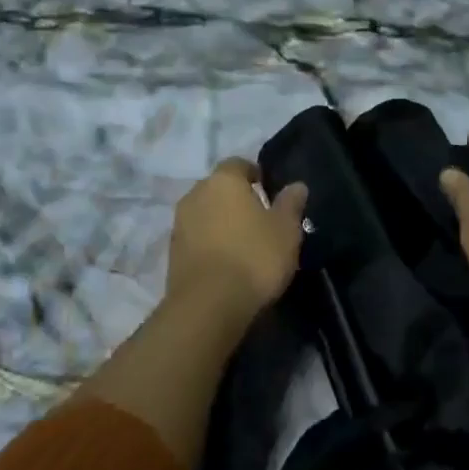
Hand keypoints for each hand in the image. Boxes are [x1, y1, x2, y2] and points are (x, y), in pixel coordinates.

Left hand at [164, 158, 308, 332]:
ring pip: (205, 213)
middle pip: (218, 188)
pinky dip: (209, 243)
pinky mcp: (172, 252)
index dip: (255, 175)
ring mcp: (179, 223)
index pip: (239, 164)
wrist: (208, 305)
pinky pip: (196, 237)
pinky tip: (226, 262)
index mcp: (223, 180)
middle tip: (259, 219)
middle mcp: (196, 194)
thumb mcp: (286, 230)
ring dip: (220, 222)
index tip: (269, 191)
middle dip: (236, 199)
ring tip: (243, 244)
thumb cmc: (254, 257)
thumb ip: (290, 204)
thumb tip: (296, 185)